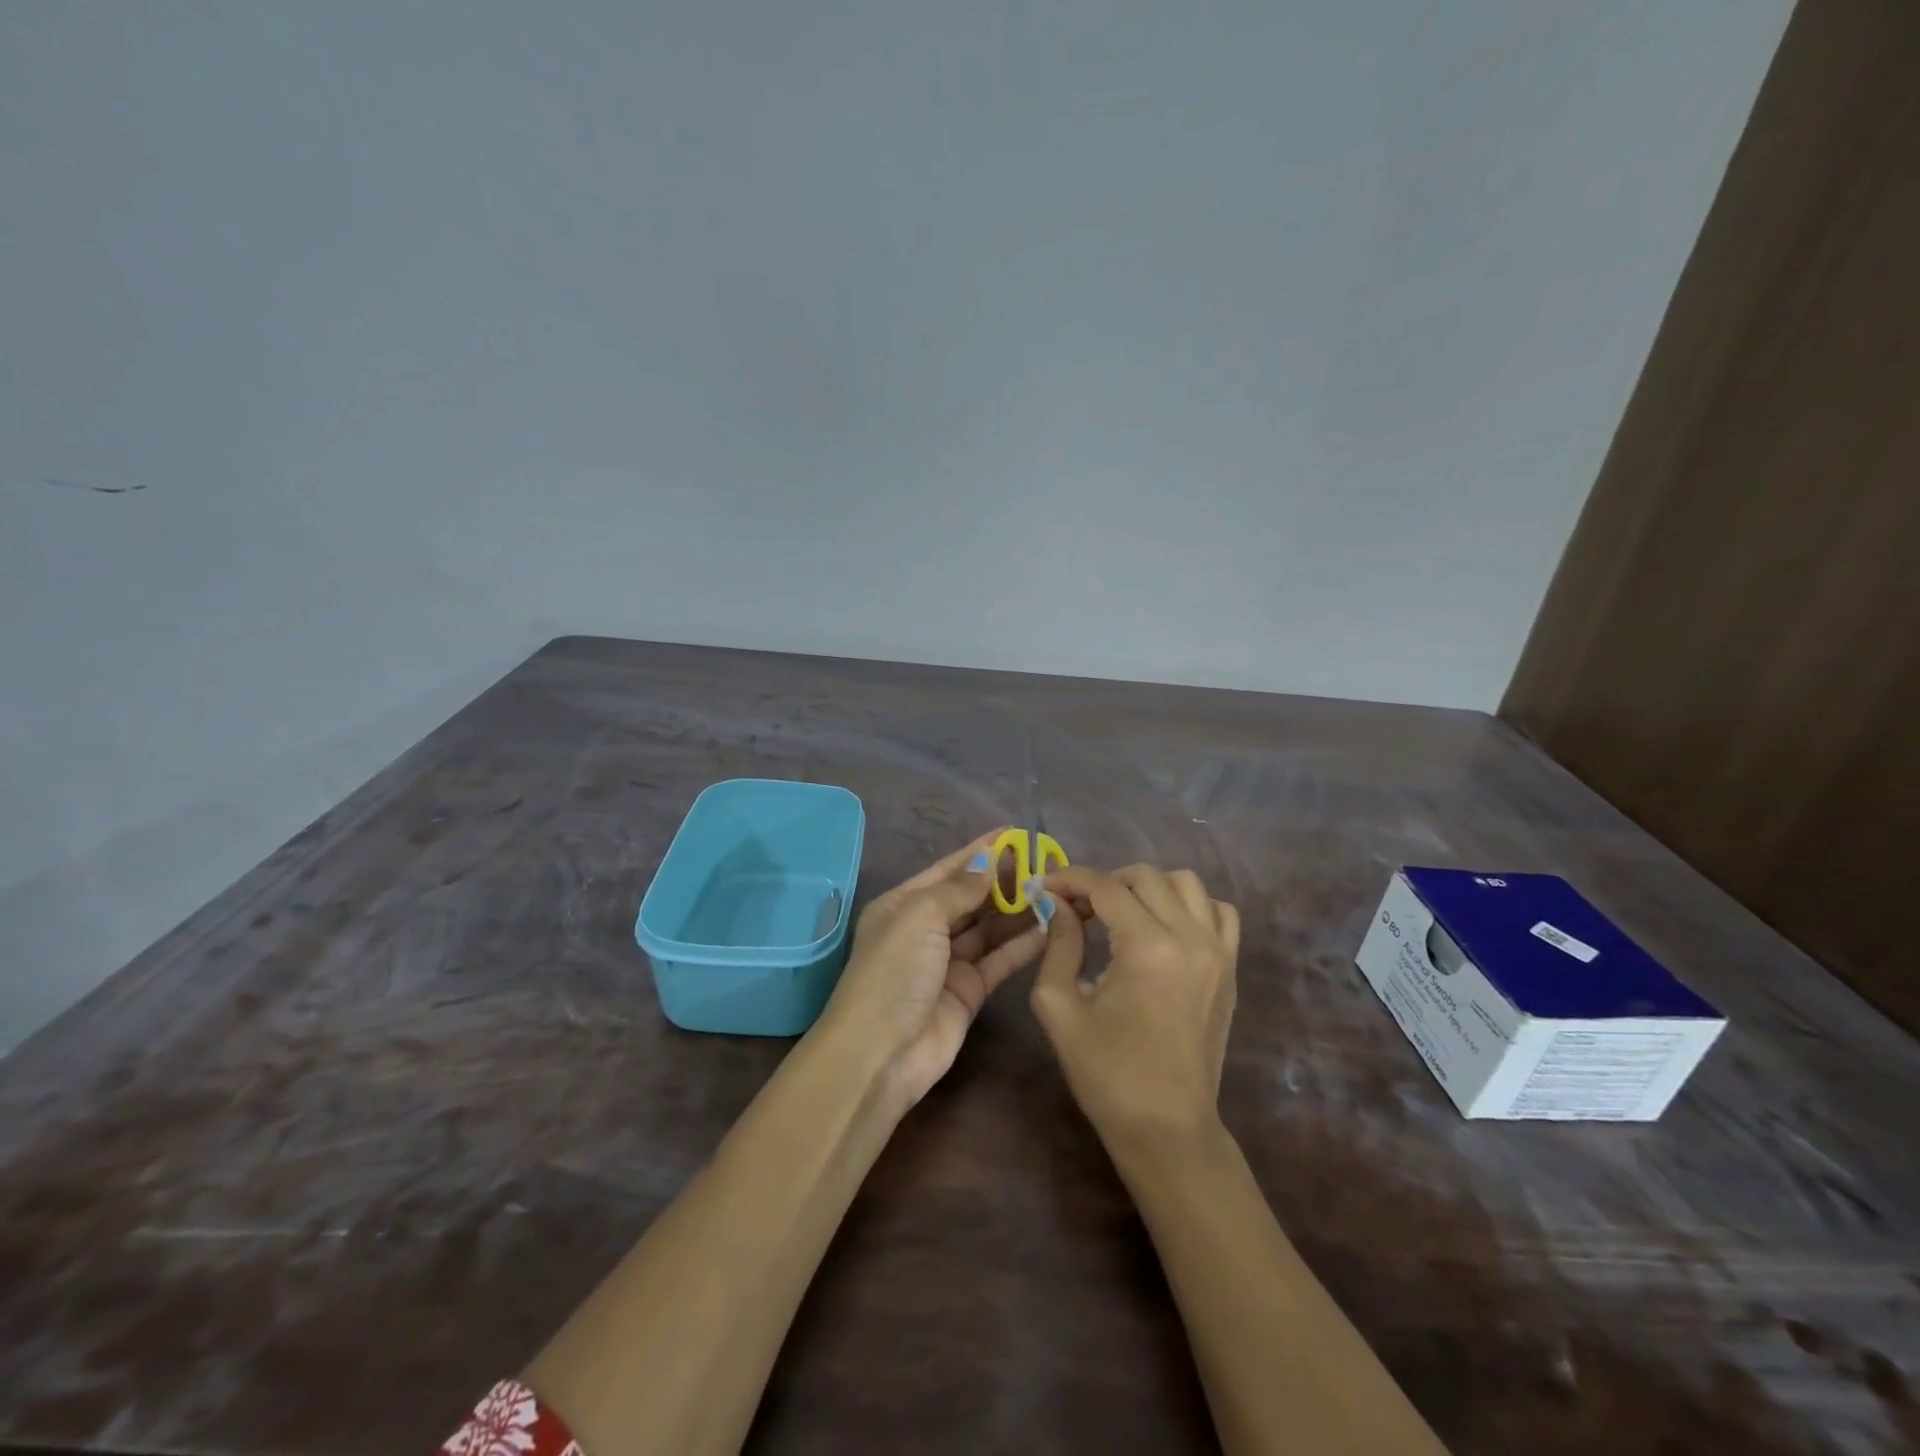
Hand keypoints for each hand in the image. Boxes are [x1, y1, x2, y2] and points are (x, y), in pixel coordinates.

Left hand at [819, 831, 1047, 1107]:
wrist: (882, 1054)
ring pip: (988, 928)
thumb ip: (958, 888)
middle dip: (1003, 880)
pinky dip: (1022, 944)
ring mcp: (947, 962)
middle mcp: (925, 929)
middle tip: (1045, 864)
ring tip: (1054, 891)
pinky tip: (1050, 927)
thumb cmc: (894, 972)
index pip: (948, 869)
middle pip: (970, 897)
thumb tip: (989, 863)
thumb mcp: (920, 916)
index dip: (980, 851)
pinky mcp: (969, 991)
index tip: (1015, 834)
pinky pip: (999, 960)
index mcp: (903, 905)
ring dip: (1017, 910)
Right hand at [1030, 865, 1241, 1148]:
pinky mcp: (1231, 967)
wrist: (1167, 1127)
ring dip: (1147, 888)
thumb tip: (1056, 903)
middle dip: (1104, 882)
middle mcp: (1190, 937)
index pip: (1104, 887)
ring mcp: (1218, 951)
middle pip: (1145, 877)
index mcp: (1147, 947)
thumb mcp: (1060, 1007)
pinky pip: (1218, 911)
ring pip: (1186, 883)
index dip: (1069, 879)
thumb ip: (1057, 944)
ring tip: (1121, 914)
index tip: (1044, 888)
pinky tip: (1164, 927)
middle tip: (1077, 909)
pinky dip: (1190, 905)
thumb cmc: (1106, 1072)